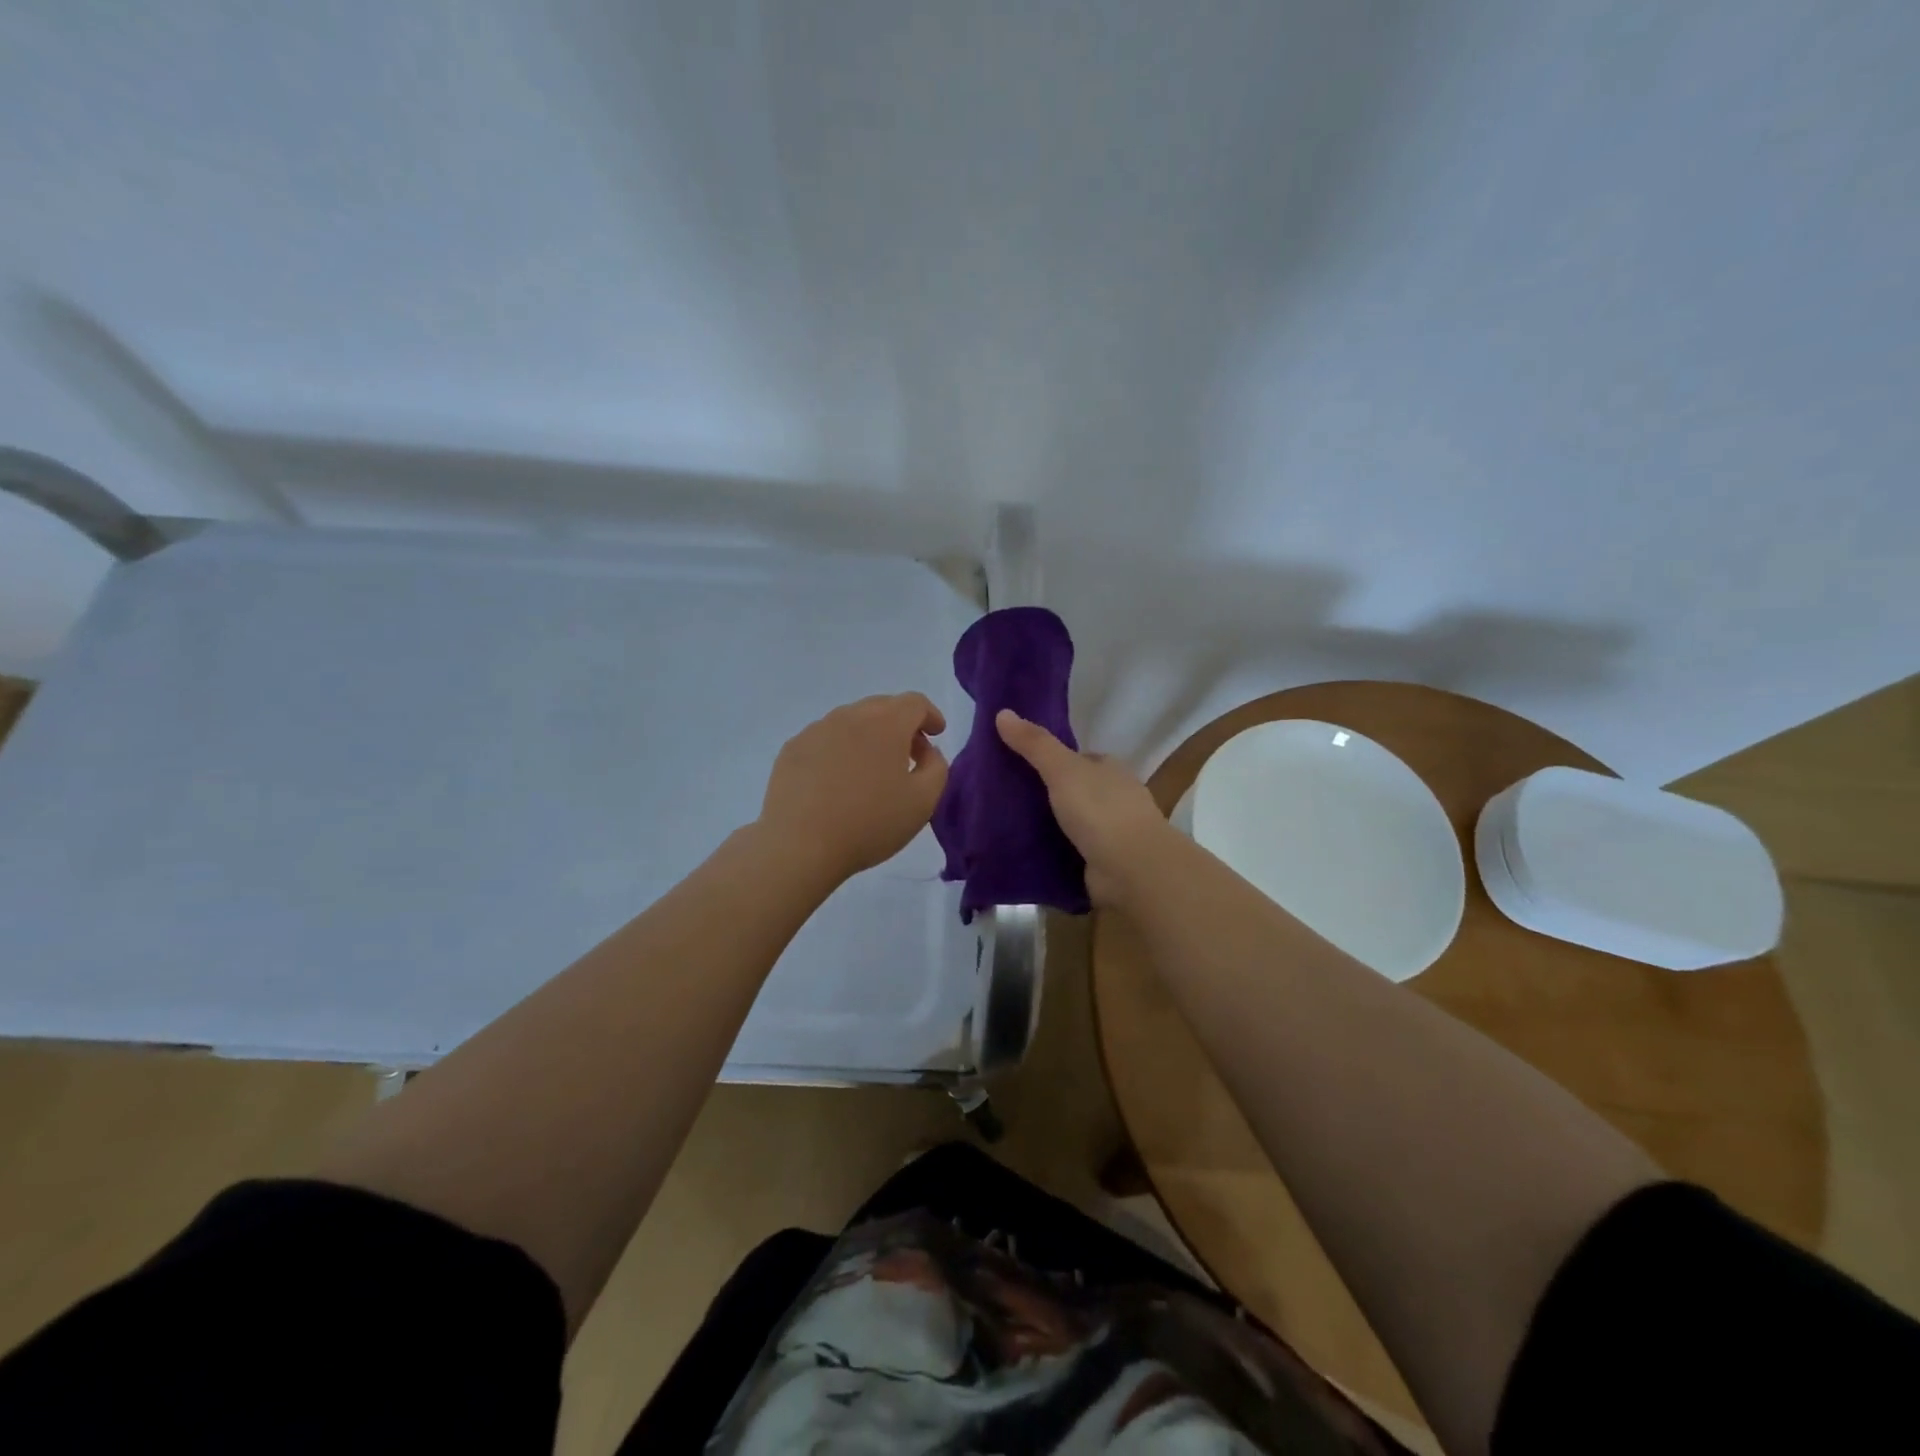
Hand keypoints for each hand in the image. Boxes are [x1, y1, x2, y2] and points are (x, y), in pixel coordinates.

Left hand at [757, 693, 949, 883]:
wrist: (800, 845)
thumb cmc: (869, 823)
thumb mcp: (923, 801)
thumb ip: (937, 768)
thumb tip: (926, 752)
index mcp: (886, 723)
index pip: (915, 703)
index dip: (930, 715)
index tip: (936, 734)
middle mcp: (850, 716)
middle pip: (882, 707)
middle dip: (902, 724)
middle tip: (909, 755)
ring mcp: (816, 730)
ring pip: (851, 721)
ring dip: (869, 736)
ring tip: (872, 770)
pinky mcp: (792, 749)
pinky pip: (825, 739)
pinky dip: (840, 750)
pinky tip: (837, 780)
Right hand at [995, 709, 1171, 906]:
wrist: (1132, 869)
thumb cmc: (1100, 810)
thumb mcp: (1062, 769)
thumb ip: (1034, 744)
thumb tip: (1002, 712)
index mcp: (1110, 770)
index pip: (1078, 759)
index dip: (1051, 761)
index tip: (1018, 766)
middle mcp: (1115, 798)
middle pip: (1074, 791)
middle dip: (1047, 795)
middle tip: (1006, 799)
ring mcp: (1112, 833)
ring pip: (1072, 823)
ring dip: (1049, 826)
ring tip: (1008, 827)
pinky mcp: (1104, 863)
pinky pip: (1072, 852)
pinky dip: (1054, 852)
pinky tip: (1028, 854)